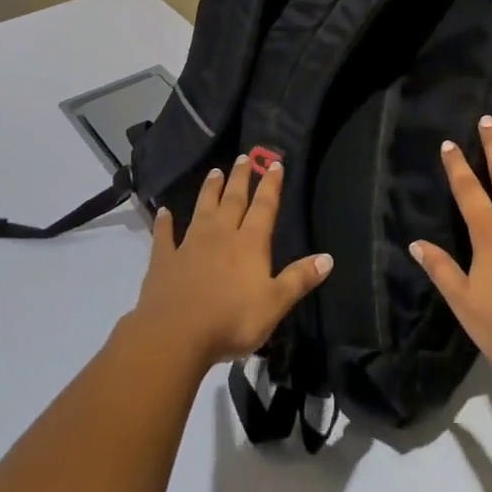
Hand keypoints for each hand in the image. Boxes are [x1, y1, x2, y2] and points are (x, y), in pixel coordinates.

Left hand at [130, 156, 332, 371]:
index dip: (271, 185)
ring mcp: (190, 244)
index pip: (264, 207)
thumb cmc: (232, 320)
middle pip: (233, 200)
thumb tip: (328, 258)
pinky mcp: (165, 259)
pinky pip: (165, 236)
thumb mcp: (275, 304)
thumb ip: (299, 279)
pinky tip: (163, 212)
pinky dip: (164, 223)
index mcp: (249, 243)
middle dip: (241, 178)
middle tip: (244, 157)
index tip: (274, 164)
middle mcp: (221, 234)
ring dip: (210, 190)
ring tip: (215, 171)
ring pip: (202, 209)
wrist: (176, 334)